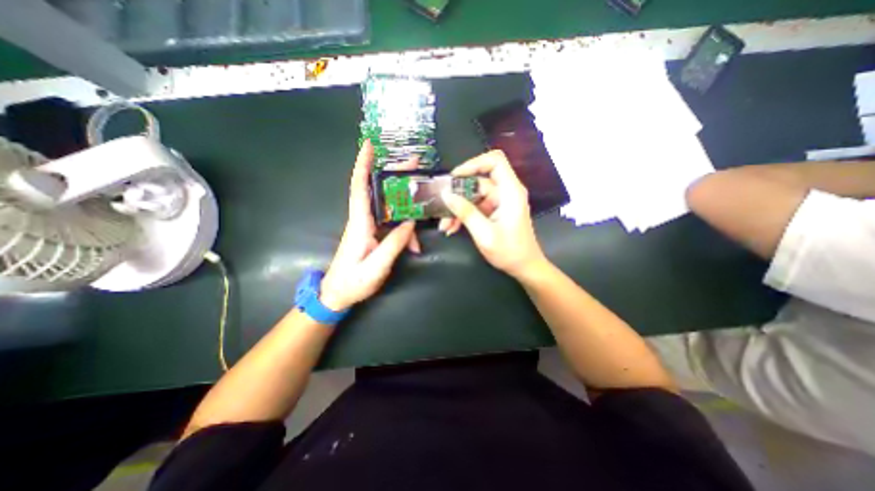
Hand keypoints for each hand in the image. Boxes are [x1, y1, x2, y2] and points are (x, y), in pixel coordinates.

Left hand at [321, 140, 422, 310]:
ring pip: (390, 210)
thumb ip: (393, 244)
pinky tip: (414, 247)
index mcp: (359, 224)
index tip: (370, 145)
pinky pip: (392, 225)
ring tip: (419, 236)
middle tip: (414, 166)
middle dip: (395, 176)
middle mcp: (362, 220)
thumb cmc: (352, 282)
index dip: (363, 165)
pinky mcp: (373, 234)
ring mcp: (368, 227)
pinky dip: (405, 232)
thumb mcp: (376, 267)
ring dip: (406, 215)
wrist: (336, 295)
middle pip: (378, 191)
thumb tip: (410, 223)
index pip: (359, 187)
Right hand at [440, 149, 544, 278]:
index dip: (474, 163)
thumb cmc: (509, 252)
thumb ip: (465, 212)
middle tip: (442, 208)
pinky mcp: (494, 211)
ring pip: (473, 195)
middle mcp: (506, 192)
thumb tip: (446, 194)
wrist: (524, 267)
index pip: (495, 161)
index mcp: (510, 192)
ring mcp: (499, 201)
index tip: (455, 176)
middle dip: (458, 195)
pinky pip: (475, 206)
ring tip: (445, 225)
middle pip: (479, 181)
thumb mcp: (484, 234)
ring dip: (458, 208)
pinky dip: (464, 215)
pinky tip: (452, 228)